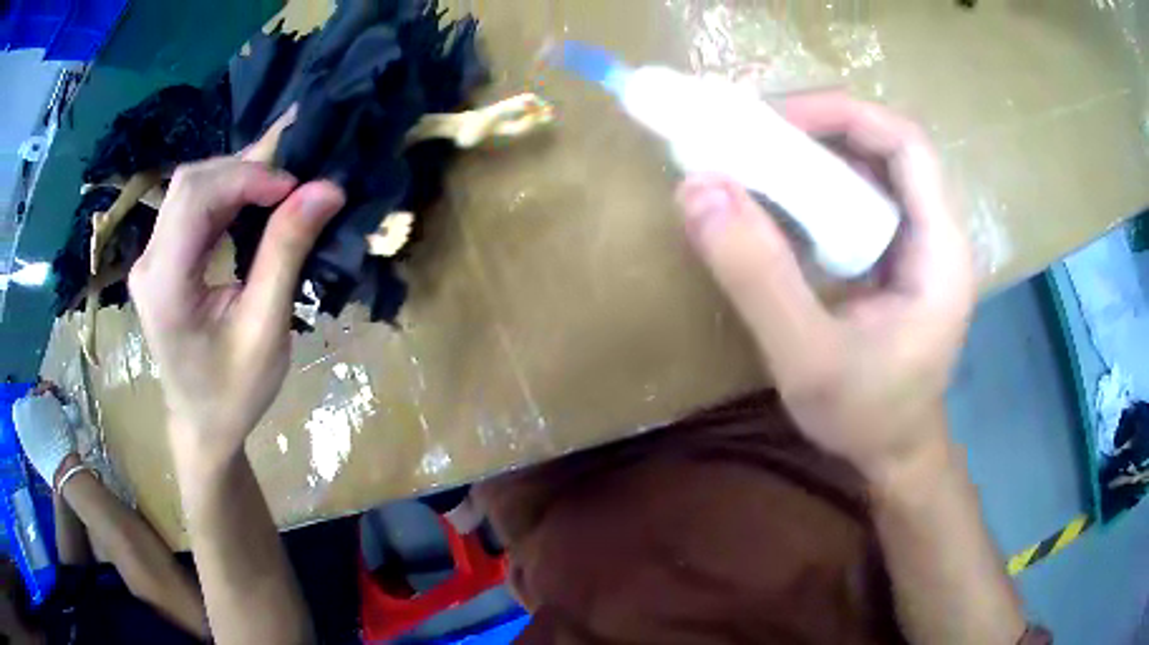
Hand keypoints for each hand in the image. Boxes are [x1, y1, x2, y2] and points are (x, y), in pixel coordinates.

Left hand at [130, 157, 343, 466]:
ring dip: (236, 179)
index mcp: (164, 285)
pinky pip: (190, 206)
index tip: (298, 187)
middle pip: (189, 184)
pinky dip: (226, 195)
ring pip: (190, 188)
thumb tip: (325, 189)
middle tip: (294, 183)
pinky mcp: (159, 259)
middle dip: (244, 170)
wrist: (203, 425)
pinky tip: (254, 202)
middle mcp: (147, 262)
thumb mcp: (266, 330)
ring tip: (281, 189)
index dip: (247, 176)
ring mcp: (149, 259)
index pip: (195, 198)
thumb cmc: (235, 392)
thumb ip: (286, 254)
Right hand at [676, 93, 973, 481]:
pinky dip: (813, 185)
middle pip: (885, 146)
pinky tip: (776, 201)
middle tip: (751, 137)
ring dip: (812, 153)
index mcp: (941, 251)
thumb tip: (698, 189)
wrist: (894, 454)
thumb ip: (758, 279)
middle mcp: (936, 232)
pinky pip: (856, 196)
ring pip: (869, 167)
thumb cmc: (867, 419)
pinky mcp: (895, 254)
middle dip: (819, 127)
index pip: (907, 144)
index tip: (773, 121)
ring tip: (753, 160)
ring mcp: (917, 242)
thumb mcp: (808, 361)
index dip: (843, 114)